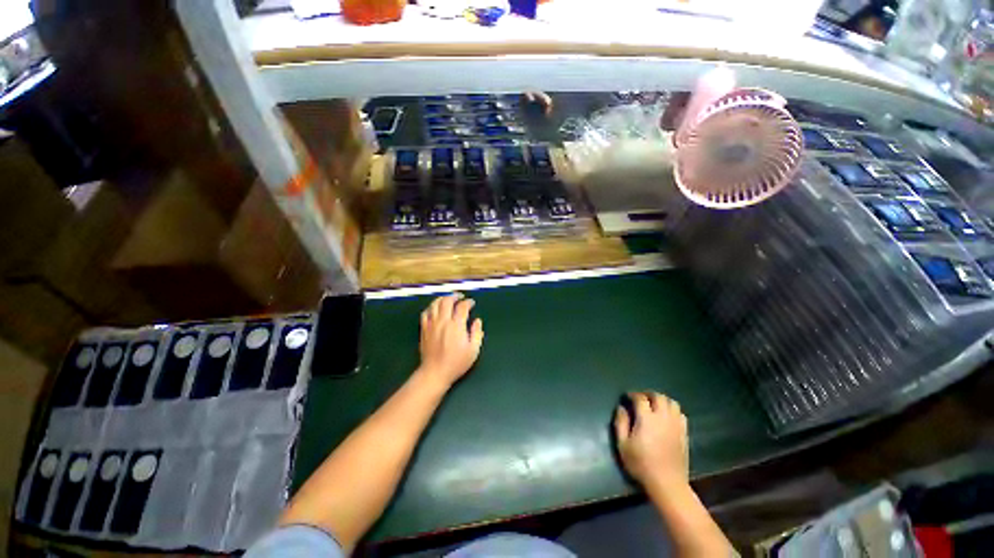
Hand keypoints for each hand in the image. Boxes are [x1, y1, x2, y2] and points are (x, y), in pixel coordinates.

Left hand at [417, 294, 483, 387]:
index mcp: (456, 326)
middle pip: (447, 301)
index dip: (468, 302)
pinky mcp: (424, 329)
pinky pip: (425, 313)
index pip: (462, 307)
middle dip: (454, 296)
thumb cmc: (456, 363)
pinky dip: (431, 307)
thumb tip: (478, 321)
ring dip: (442, 299)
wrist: (435, 372)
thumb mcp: (473, 350)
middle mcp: (443, 321)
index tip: (472, 303)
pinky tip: (435, 309)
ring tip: (448, 299)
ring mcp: (432, 324)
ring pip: (435, 304)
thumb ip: (477, 333)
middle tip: (460, 297)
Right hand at [615, 392, 688, 489]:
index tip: (627, 397)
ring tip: (654, 405)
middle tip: (640, 398)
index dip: (633, 394)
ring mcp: (676, 425)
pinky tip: (667, 417)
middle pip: (658, 396)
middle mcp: (663, 417)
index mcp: (647, 418)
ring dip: (662, 400)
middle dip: (648, 394)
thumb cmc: (641, 464)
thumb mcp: (623, 445)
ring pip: (672, 403)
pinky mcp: (684, 433)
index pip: (640, 398)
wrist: (667, 484)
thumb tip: (621, 408)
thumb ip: (620, 423)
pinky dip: (673, 411)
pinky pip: (680, 414)